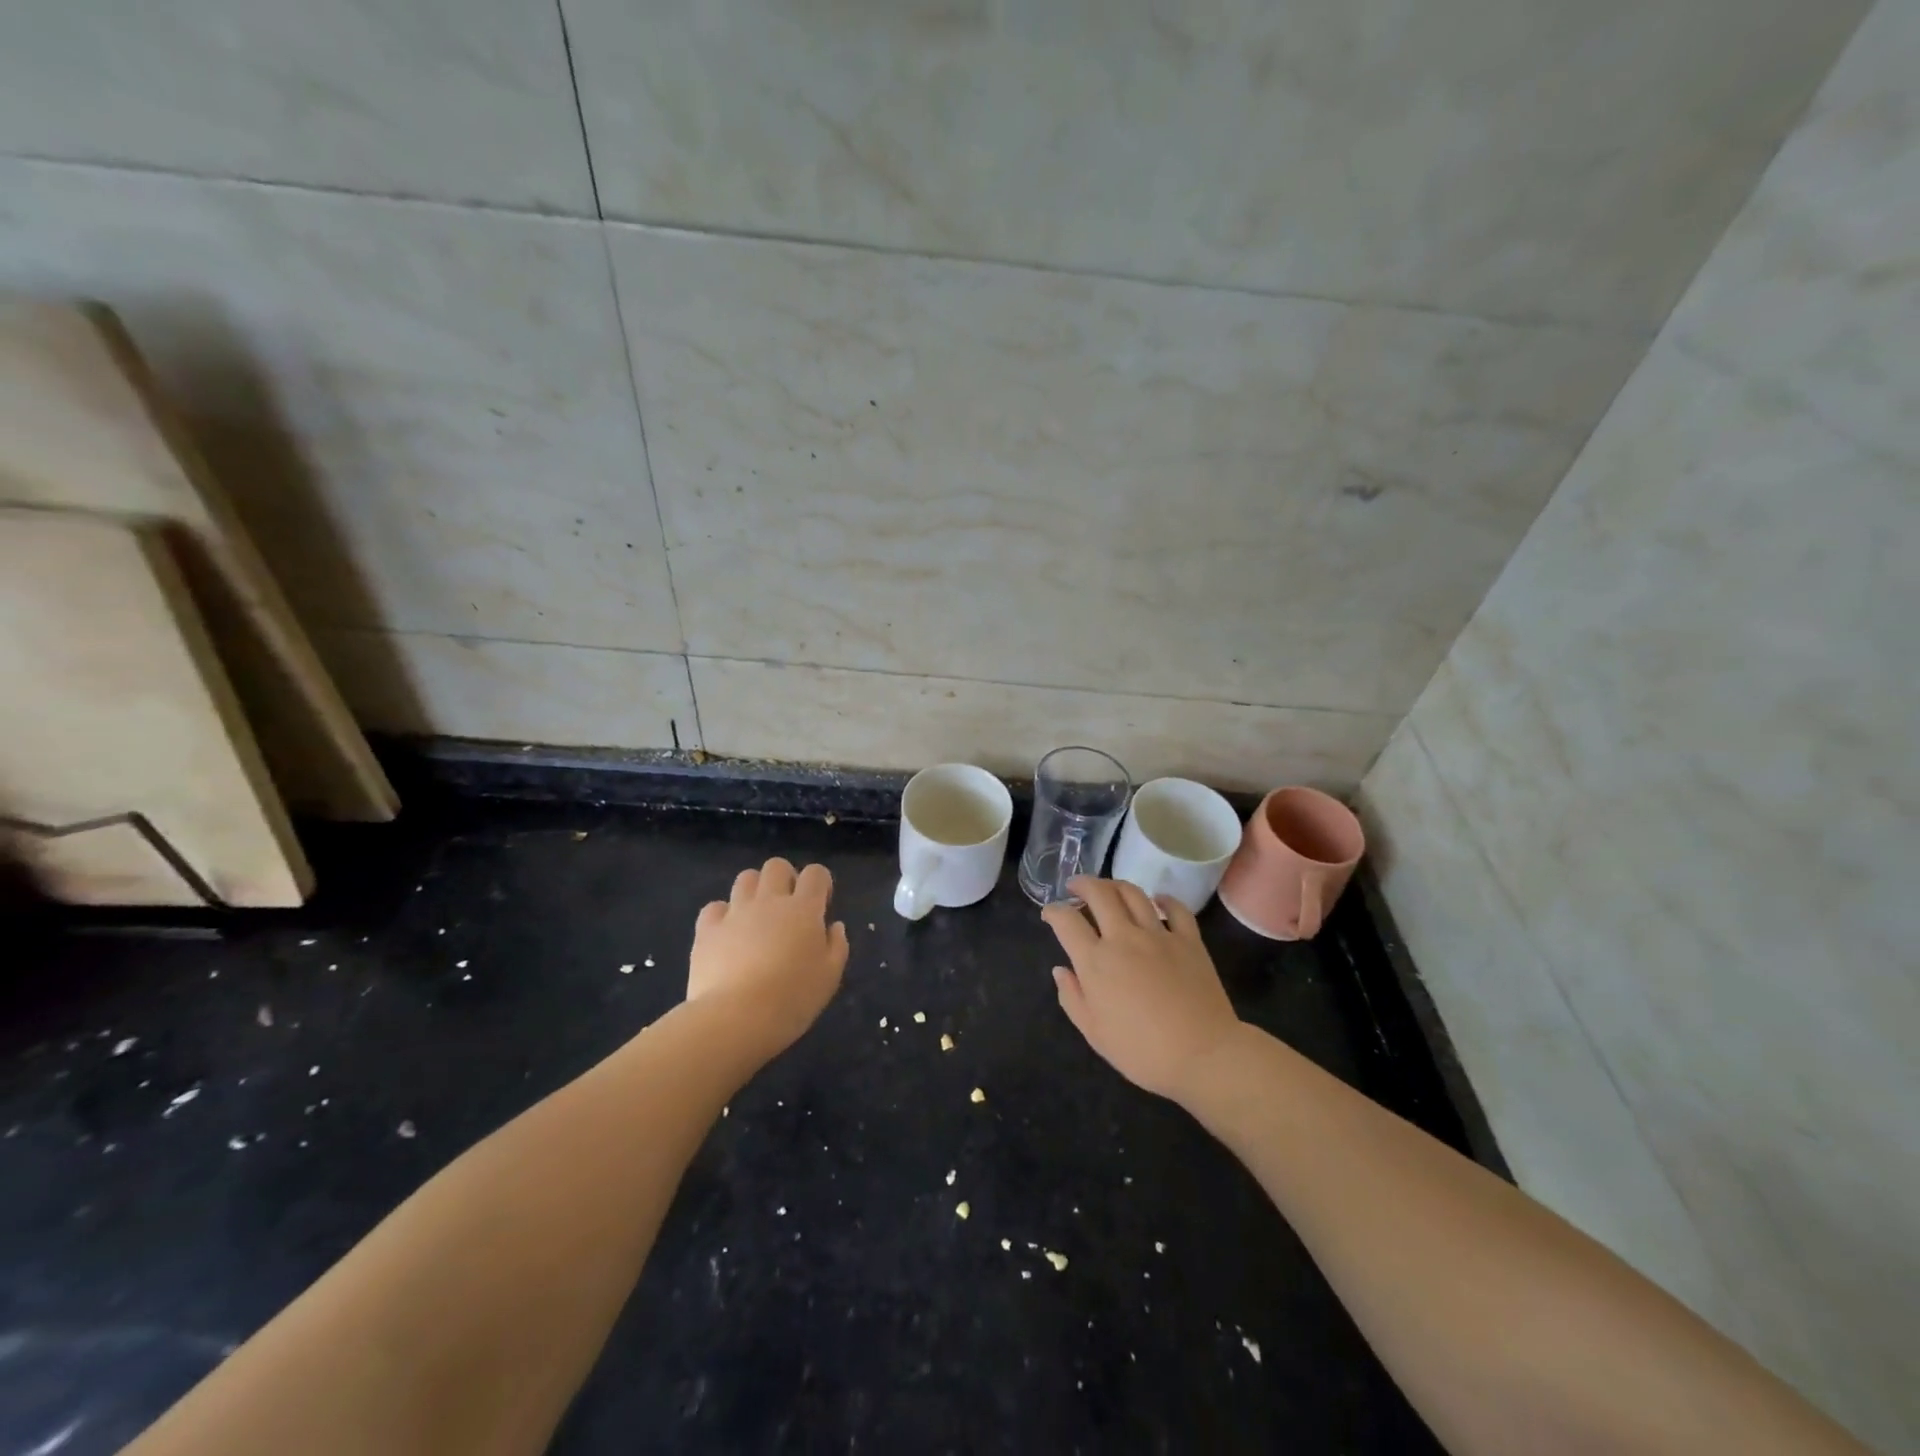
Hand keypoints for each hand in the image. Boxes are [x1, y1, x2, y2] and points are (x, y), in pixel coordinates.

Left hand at [689, 857, 848, 1057]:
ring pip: (745, 878)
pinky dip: (722, 915)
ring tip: (757, 918)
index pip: (815, 873)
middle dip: (785, 879)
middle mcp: (769, 901)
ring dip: (754, 891)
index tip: (821, 906)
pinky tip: (727, 935)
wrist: (737, 1018)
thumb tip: (833, 926)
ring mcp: (735, 912)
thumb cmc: (793, 998)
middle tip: (788, 908)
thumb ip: (836, 945)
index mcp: (804, 909)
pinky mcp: (707, 929)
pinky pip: (714, 907)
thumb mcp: (830, 976)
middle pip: (777, 866)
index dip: (820, 883)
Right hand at [1042, 877, 1241, 1102]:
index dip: (1053, 911)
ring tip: (1108, 889)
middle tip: (1075, 887)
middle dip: (1082, 884)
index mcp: (1096, 961)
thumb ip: (1072, 998)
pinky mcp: (1189, 940)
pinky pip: (1176, 908)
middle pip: (1099, 894)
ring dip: (1115, 885)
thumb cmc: (1142, 1052)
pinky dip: (1164, 899)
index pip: (1067, 921)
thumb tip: (1061, 970)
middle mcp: (1124, 938)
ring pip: (1133, 893)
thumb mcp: (1094, 1033)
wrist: (1203, 1055)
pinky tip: (1158, 900)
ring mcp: (1159, 935)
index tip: (1050, 913)